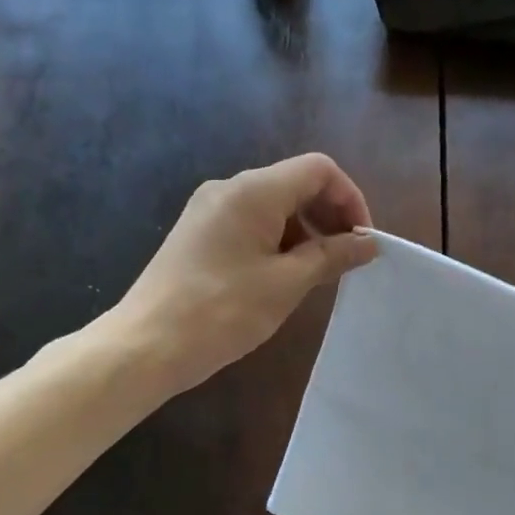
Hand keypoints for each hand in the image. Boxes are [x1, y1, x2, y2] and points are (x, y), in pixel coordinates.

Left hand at [113, 154, 377, 394]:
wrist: (146, 345)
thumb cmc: (223, 311)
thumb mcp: (287, 284)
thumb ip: (332, 256)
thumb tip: (368, 243)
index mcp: (253, 190)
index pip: (318, 170)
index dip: (350, 199)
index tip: (362, 242)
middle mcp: (229, 188)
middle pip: (295, 184)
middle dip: (329, 216)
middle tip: (347, 259)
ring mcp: (209, 211)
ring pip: (273, 206)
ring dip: (304, 232)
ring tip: (317, 275)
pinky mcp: (198, 234)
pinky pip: (250, 224)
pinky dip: (277, 242)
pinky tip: (282, 278)